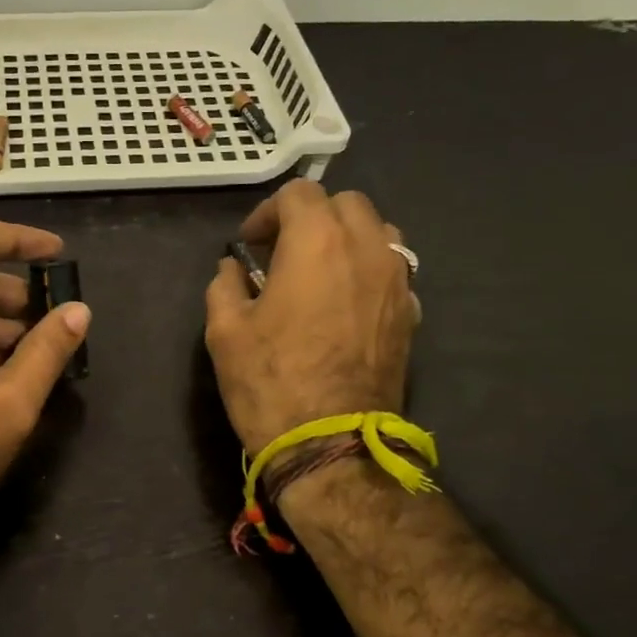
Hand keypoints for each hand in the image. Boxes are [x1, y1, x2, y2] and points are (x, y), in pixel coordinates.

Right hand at [204, 181, 417, 454]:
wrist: (330, 443)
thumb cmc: (270, 381)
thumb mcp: (224, 331)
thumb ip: (225, 285)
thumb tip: (232, 268)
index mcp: (317, 242)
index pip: (299, 193)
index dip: (268, 212)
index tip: (250, 244)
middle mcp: (366, 248)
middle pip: (346, 203)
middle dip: (311, 217)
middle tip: (282, 252)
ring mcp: (396, 281)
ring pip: (378, 231)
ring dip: (346, 238)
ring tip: (319, 271)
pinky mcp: (411, 313)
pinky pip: (393, 269)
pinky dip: (367, 270)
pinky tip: (345, 303)